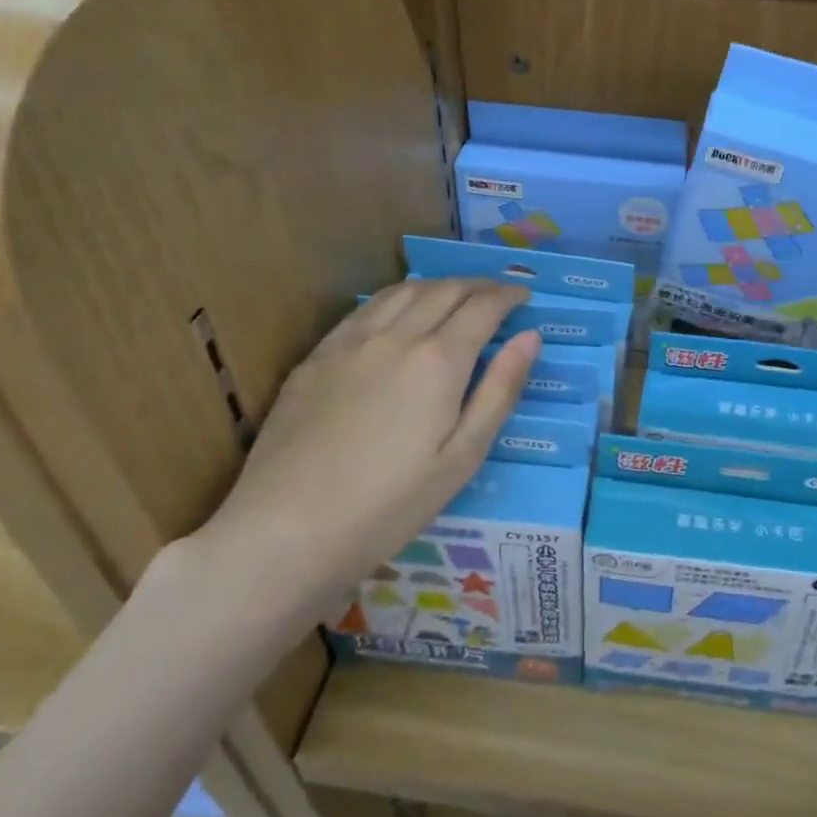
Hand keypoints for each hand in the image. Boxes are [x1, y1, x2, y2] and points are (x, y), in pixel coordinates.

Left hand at [191, 280, 538, 626]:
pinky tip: (398, 311)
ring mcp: (351, 342)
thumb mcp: (462, 459)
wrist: (285, 532)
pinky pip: (365, 308)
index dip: (508, 295)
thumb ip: (499, 391)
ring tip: (454, 295)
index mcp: (439, 360)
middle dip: (478, 284)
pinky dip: (396, 297)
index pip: (483, 307)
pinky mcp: (317, 356)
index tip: (524, 296)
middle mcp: (397, 335)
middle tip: (497, 293)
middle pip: (445, 290)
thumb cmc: (389, 506)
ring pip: (403, 290)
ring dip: (438, 284)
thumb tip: (530, 337)